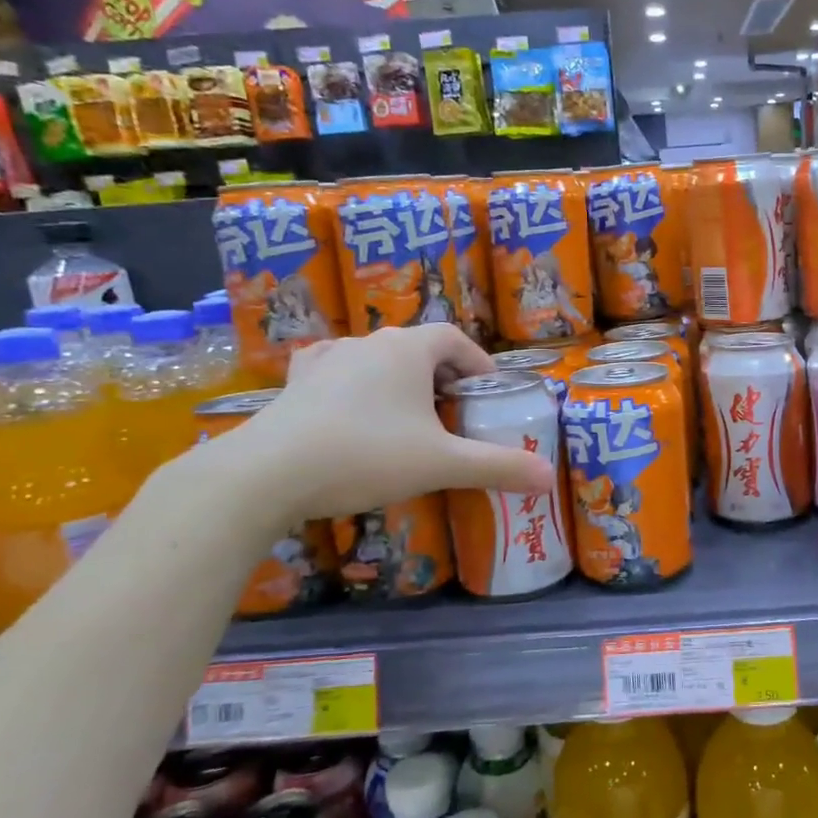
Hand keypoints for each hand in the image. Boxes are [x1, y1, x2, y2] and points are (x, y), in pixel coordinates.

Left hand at [207, 326, 556, 524]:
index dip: (477, 362)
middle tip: (454, 411)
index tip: (488, 392)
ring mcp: (326, 359)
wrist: (267, 473)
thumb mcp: (441, 464)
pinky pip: (335, 370)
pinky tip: (351, 405)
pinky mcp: (295, 382)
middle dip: (442, 374)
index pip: (454, 339)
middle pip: (417, 346)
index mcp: (407, 349)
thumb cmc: (367, 455)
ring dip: (399, 379)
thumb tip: (549, 478)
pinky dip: (353, 383)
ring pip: (376, 358)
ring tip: (408, 413)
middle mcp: (368, 342)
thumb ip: (498, 467)